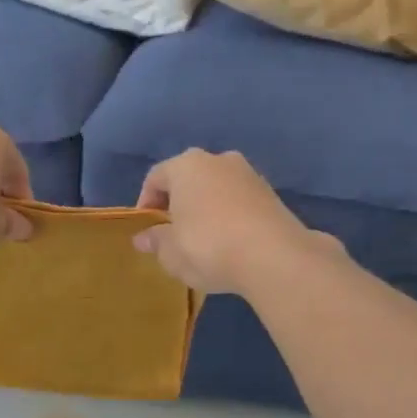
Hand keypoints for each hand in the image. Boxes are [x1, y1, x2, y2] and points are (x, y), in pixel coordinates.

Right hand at [132, 149, 341, 294]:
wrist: (274, 257)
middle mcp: (218, 160)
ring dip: (206, 207)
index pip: (155, 177)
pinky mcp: (271, 193)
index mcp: (186, 166)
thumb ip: (155, 241)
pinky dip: (230, 215)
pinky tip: (230, 241)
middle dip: (178, 202)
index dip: (146, 203)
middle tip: (173, 231)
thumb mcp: (171, 252)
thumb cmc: (208, 247)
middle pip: (188, 178)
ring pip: (216, 187)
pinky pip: (239, 200)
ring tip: (203, 238)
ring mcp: (249, 174)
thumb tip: (142, 238)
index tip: (146, 229)